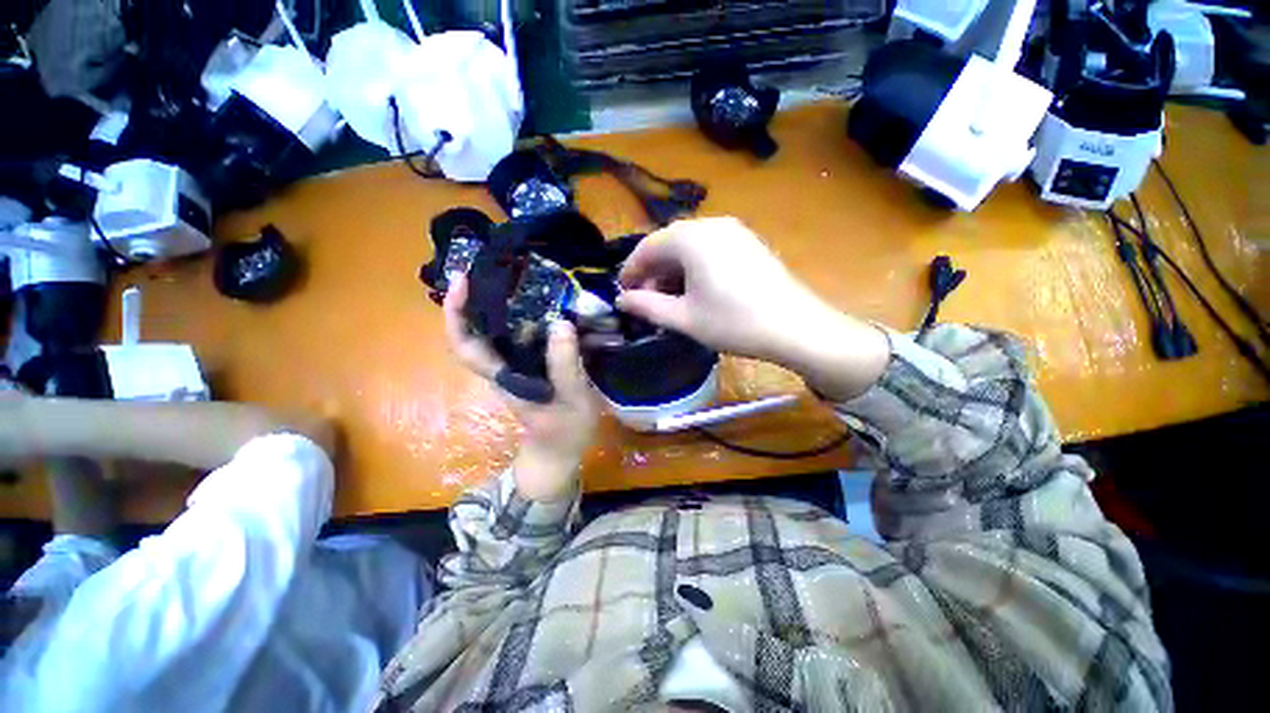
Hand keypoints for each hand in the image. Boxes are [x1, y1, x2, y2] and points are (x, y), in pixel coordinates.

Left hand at [444, 276, 598, 501]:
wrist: (561, 450)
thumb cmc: (564, 431)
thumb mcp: (572, 401)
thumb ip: (565, 367)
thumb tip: (561, 323)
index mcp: (504, 376)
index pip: (465, 345)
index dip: (455, 314)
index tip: (462, 282)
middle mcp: (504, 366)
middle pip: (478, 329)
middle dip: (480, 295)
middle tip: (500, 265)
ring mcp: (518, 364)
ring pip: (501, 328)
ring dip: (507, 301)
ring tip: (528, 276)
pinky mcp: (533, 364)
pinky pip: (526, 334)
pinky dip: (531, 315)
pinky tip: (552, 303)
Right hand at [617, 217, 890, 400]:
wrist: (795, 326)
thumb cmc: (733, 322)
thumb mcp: (684, 318)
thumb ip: (647, 306)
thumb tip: (621, 301)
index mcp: (690, 238)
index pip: (647, 247)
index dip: (631, 271)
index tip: (623, 294)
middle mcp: (710, 224)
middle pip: (668, 244)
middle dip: (652, 272)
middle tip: (646, 301)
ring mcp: (733, 230)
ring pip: (689, 246)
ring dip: (672, 270)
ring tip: (669, 299)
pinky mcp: (748, 241)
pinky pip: (709, 249)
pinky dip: (693, 267)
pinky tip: (695, 290)